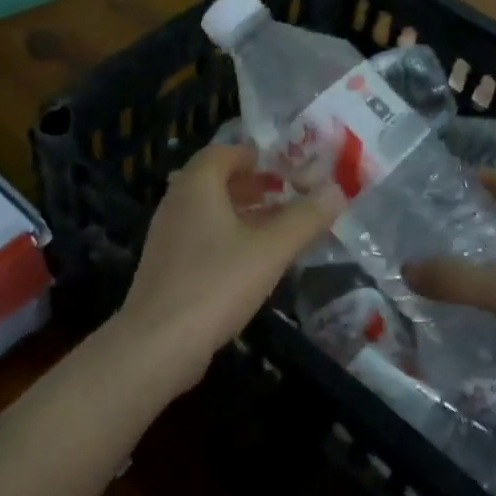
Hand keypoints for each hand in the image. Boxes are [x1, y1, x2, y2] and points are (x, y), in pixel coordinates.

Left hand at [116, 144, 342, 385]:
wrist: (157, 343)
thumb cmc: (216, 284)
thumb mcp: (270, 250)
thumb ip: (305, 219)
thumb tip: (338, 190)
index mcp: (196, 186)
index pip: (223, 152)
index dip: (255, 155)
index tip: (285, 168)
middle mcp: (176, 203)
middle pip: (215, 180)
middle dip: (252, 184)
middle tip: (286, 194)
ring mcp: (167, 236)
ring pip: (208, 210)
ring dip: (241, 212)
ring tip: (277, 226)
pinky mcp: (166, 266)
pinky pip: (200, 236)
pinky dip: (227, 236)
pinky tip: (251, 261)